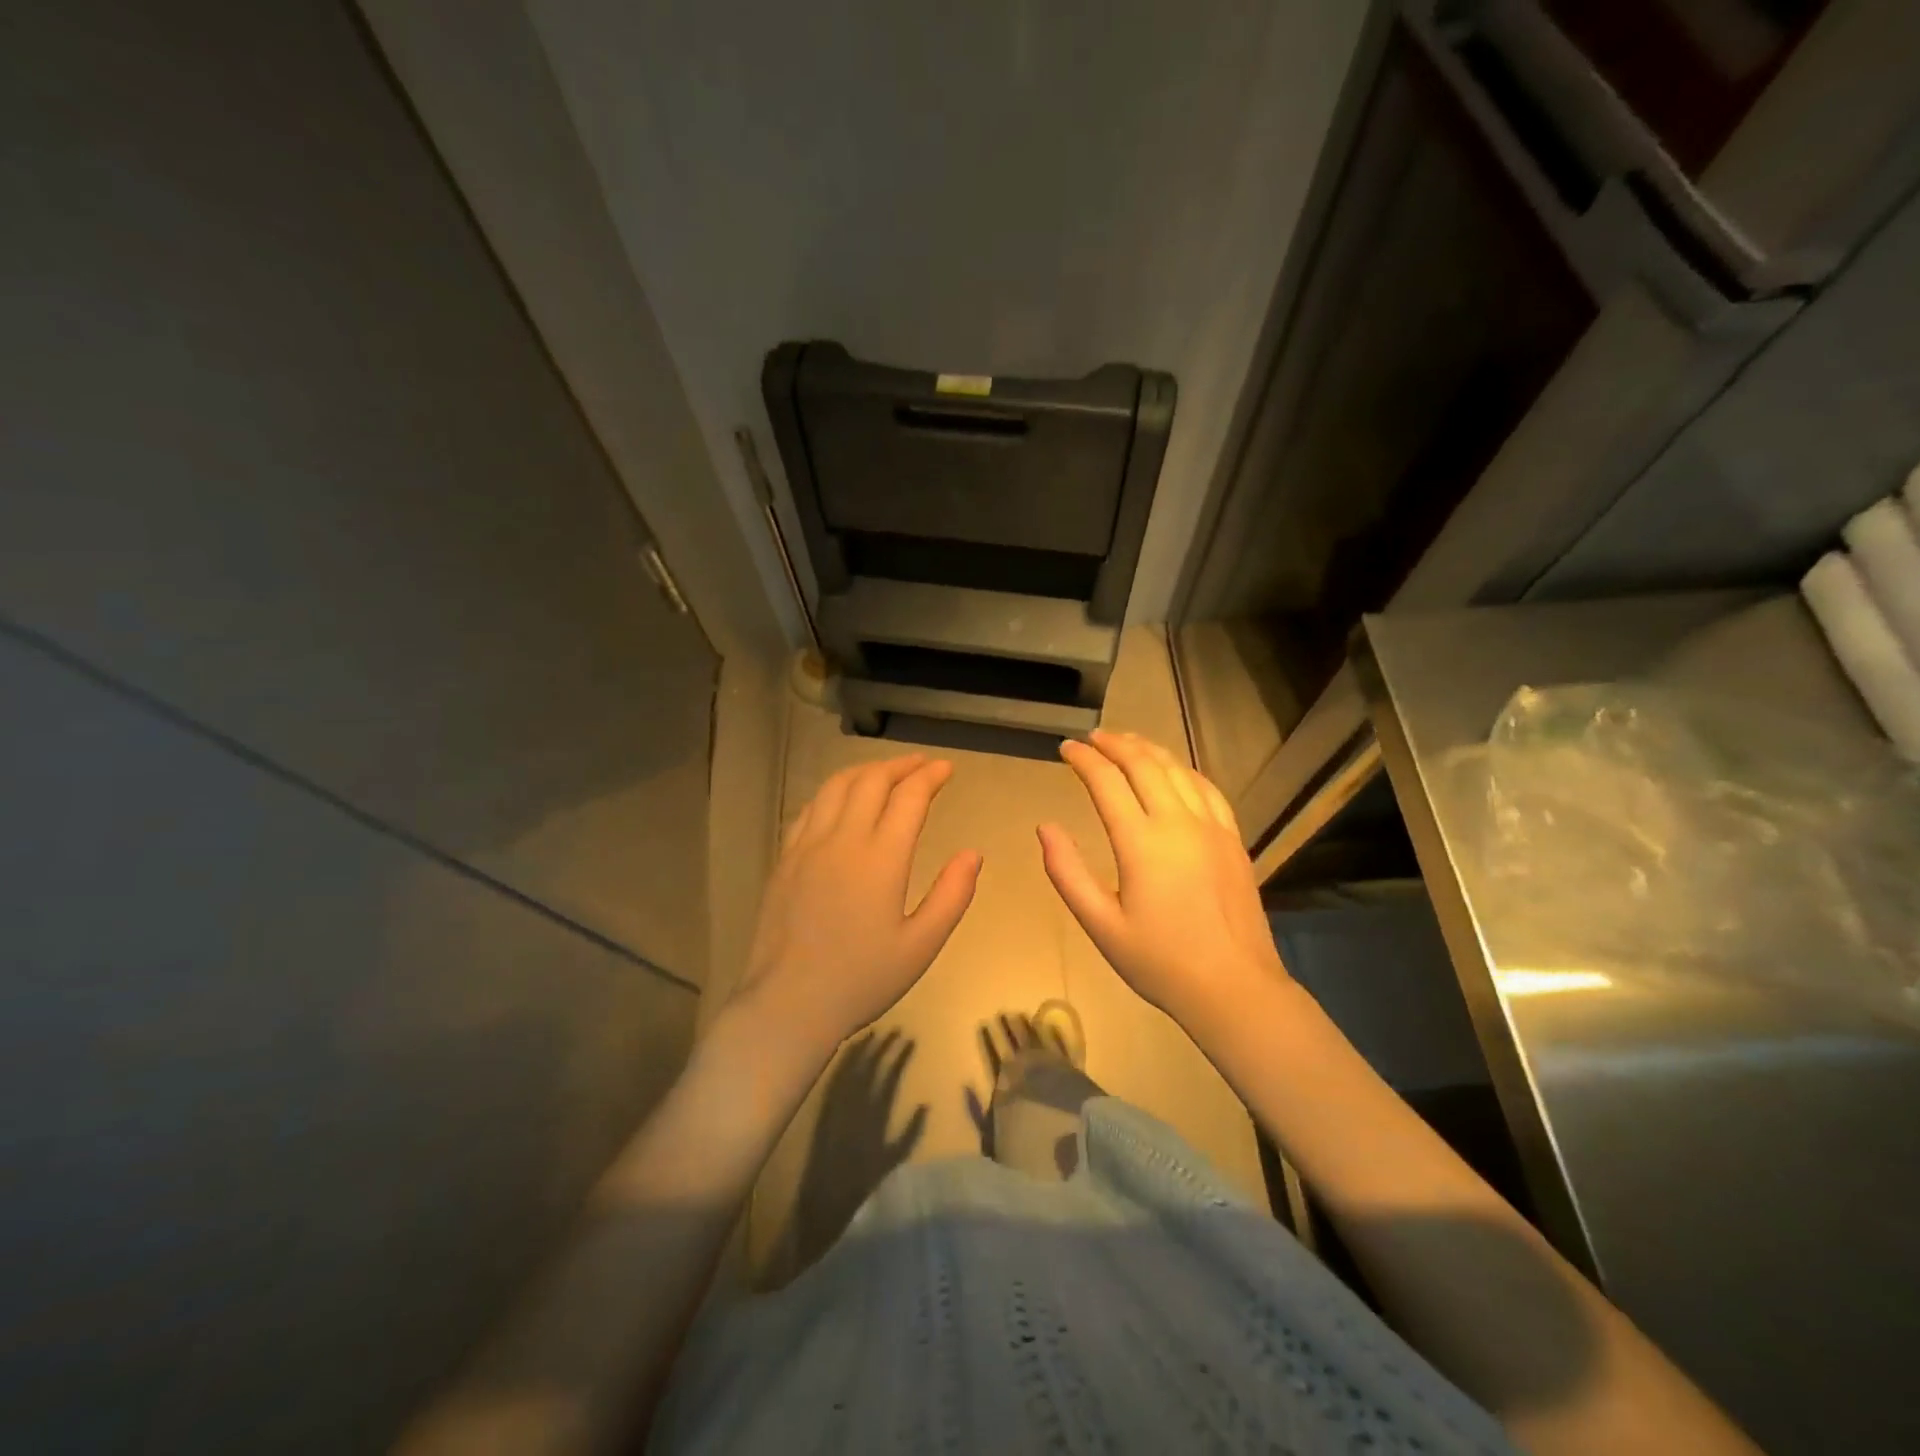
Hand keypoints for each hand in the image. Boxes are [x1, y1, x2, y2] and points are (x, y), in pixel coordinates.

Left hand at [733, 755, 980, 1056]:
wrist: (789, 1003)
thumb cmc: (862, 979)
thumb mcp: (921, 945)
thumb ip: (952, 895)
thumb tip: (973, 854)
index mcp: (881, 858)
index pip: (909, 797)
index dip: (930, 776)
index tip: (946, 768)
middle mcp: (843, 839)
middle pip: (871, 780)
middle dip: (900, 765)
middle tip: (921, 765)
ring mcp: (808, 845)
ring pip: (836, 786)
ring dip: (865, 771)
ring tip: (885, 772)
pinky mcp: (785, 858)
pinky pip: (810, 808)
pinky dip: (833, 792)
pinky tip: (841, 801)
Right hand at [1038, 731, 1285, 1034]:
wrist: (1234, 987)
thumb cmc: (1159, 961)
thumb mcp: (1100, 925)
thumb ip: (1068, 872)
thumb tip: (1045, 827)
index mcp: (1141, 842)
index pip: (1106, 782)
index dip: (1083, 759)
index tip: (1065, 748)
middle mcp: (1178, 822)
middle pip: (1144, 764)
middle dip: (1115, 743)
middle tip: (1092, 737)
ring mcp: (1211, 827)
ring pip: (1177, 769)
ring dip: (1148, 749)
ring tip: (1127, 741)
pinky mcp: (1232, 839)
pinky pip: (1207, 788)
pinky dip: (1183, 769)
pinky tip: (1174, 770)